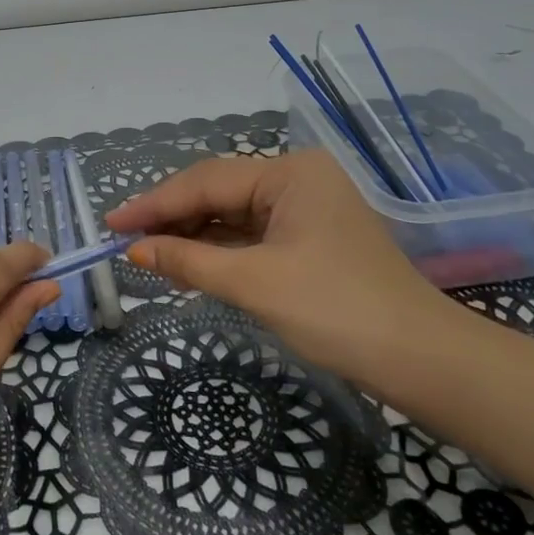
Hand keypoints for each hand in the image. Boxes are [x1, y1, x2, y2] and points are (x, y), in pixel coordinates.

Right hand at [106, 150, 460, 388]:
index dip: (154, 204)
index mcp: (289, 173)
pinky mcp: (310, 239)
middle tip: (124, 240)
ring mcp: (306, 209)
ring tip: (147, 254)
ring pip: (233, 215)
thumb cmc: (336, 310)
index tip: (111, 223)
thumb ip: (188, 261)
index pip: (205, 181)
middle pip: (218, 192)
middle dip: (172, 218)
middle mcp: (297, 180)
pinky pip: (252, 236)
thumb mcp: (254, 284)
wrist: (422, 361)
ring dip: (193, 236)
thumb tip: (134, 250)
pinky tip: (188, 264)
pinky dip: (219, 251)